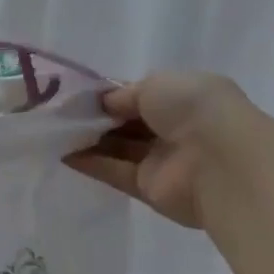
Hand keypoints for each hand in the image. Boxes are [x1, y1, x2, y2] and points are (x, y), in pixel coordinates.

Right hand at [67, 72, 256, 228]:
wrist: (221, 161)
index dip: (109, 95)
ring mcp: (162, 160)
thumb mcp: (157, 84)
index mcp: (183, 98)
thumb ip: (125, 94)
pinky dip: (90, 163)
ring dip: (88, 139)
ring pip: (118, 147)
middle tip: (57, 111)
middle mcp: (174, 129)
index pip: (138, 95)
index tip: (75, 93)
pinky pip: (115, 172)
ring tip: (52, 130)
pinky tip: (62, 153)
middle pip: (126, 122)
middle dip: (95, 116)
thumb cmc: (194, 109)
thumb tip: (104, 104)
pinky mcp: (150, 189)